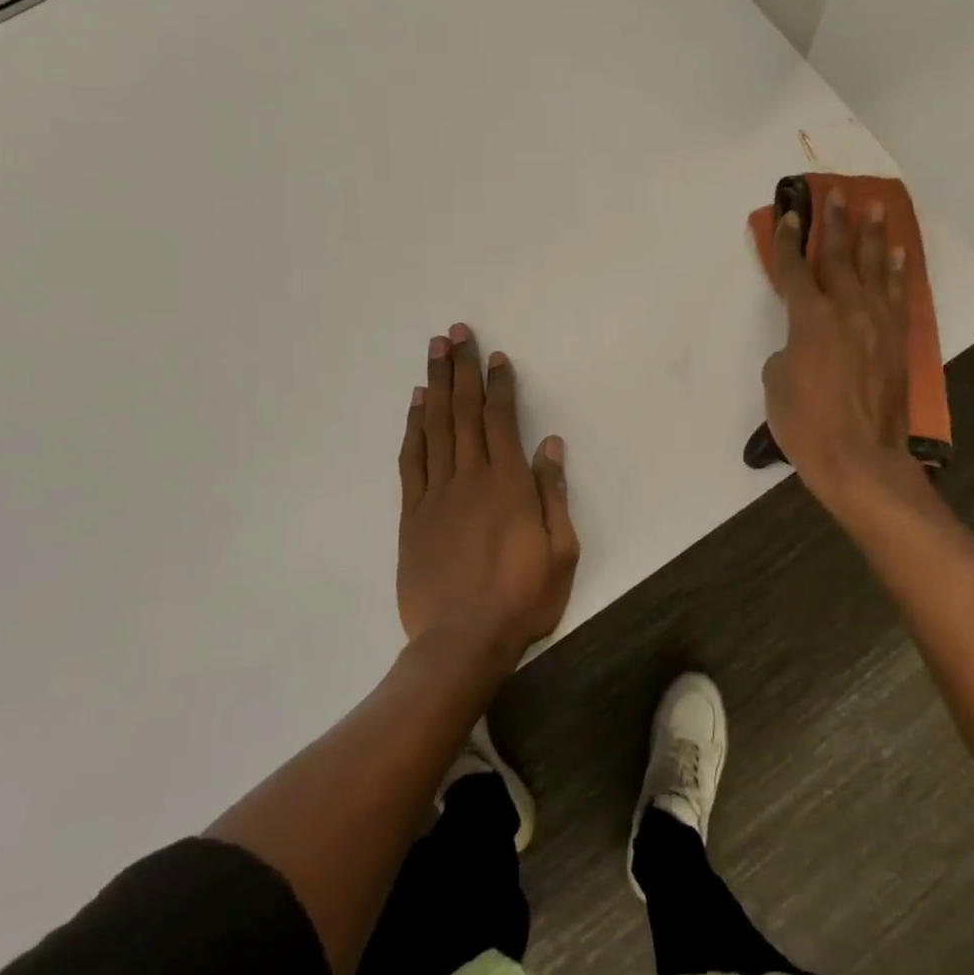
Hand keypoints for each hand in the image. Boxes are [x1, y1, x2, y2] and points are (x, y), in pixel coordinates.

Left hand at [397, 325, 579, 666]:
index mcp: (508, 484)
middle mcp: (469, 477)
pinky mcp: (413, 514)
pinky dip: (413, 427)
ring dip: (435, 386)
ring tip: (435, 352)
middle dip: (462, 369)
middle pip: (463, 411)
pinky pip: (412, 459)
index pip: (501, 420)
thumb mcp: (561, 550)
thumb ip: (553, 494)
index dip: (499, 385)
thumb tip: (550, 444)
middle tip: (456, 333)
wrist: (462, 641)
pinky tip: (415, 404)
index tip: (497, 356)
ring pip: (435, 427)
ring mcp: (436, 494)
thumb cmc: (522, 597)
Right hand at [761, 189, 926, 517]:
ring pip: (873, 267)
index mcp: (808, 319)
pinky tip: (899, 251)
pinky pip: (898, 294)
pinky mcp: (897, 340)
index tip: (789, 215)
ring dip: (871, 235)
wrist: (860, 458)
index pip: (794, 269)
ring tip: (873, 207)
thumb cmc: (806, 425)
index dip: (787, 240)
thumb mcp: (776, 384)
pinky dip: (898, 270)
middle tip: (834, 193)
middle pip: (838, 256)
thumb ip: (788, 350)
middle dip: (833, 222)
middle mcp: (845, 309)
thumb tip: (803, 344)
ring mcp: (876, 322)